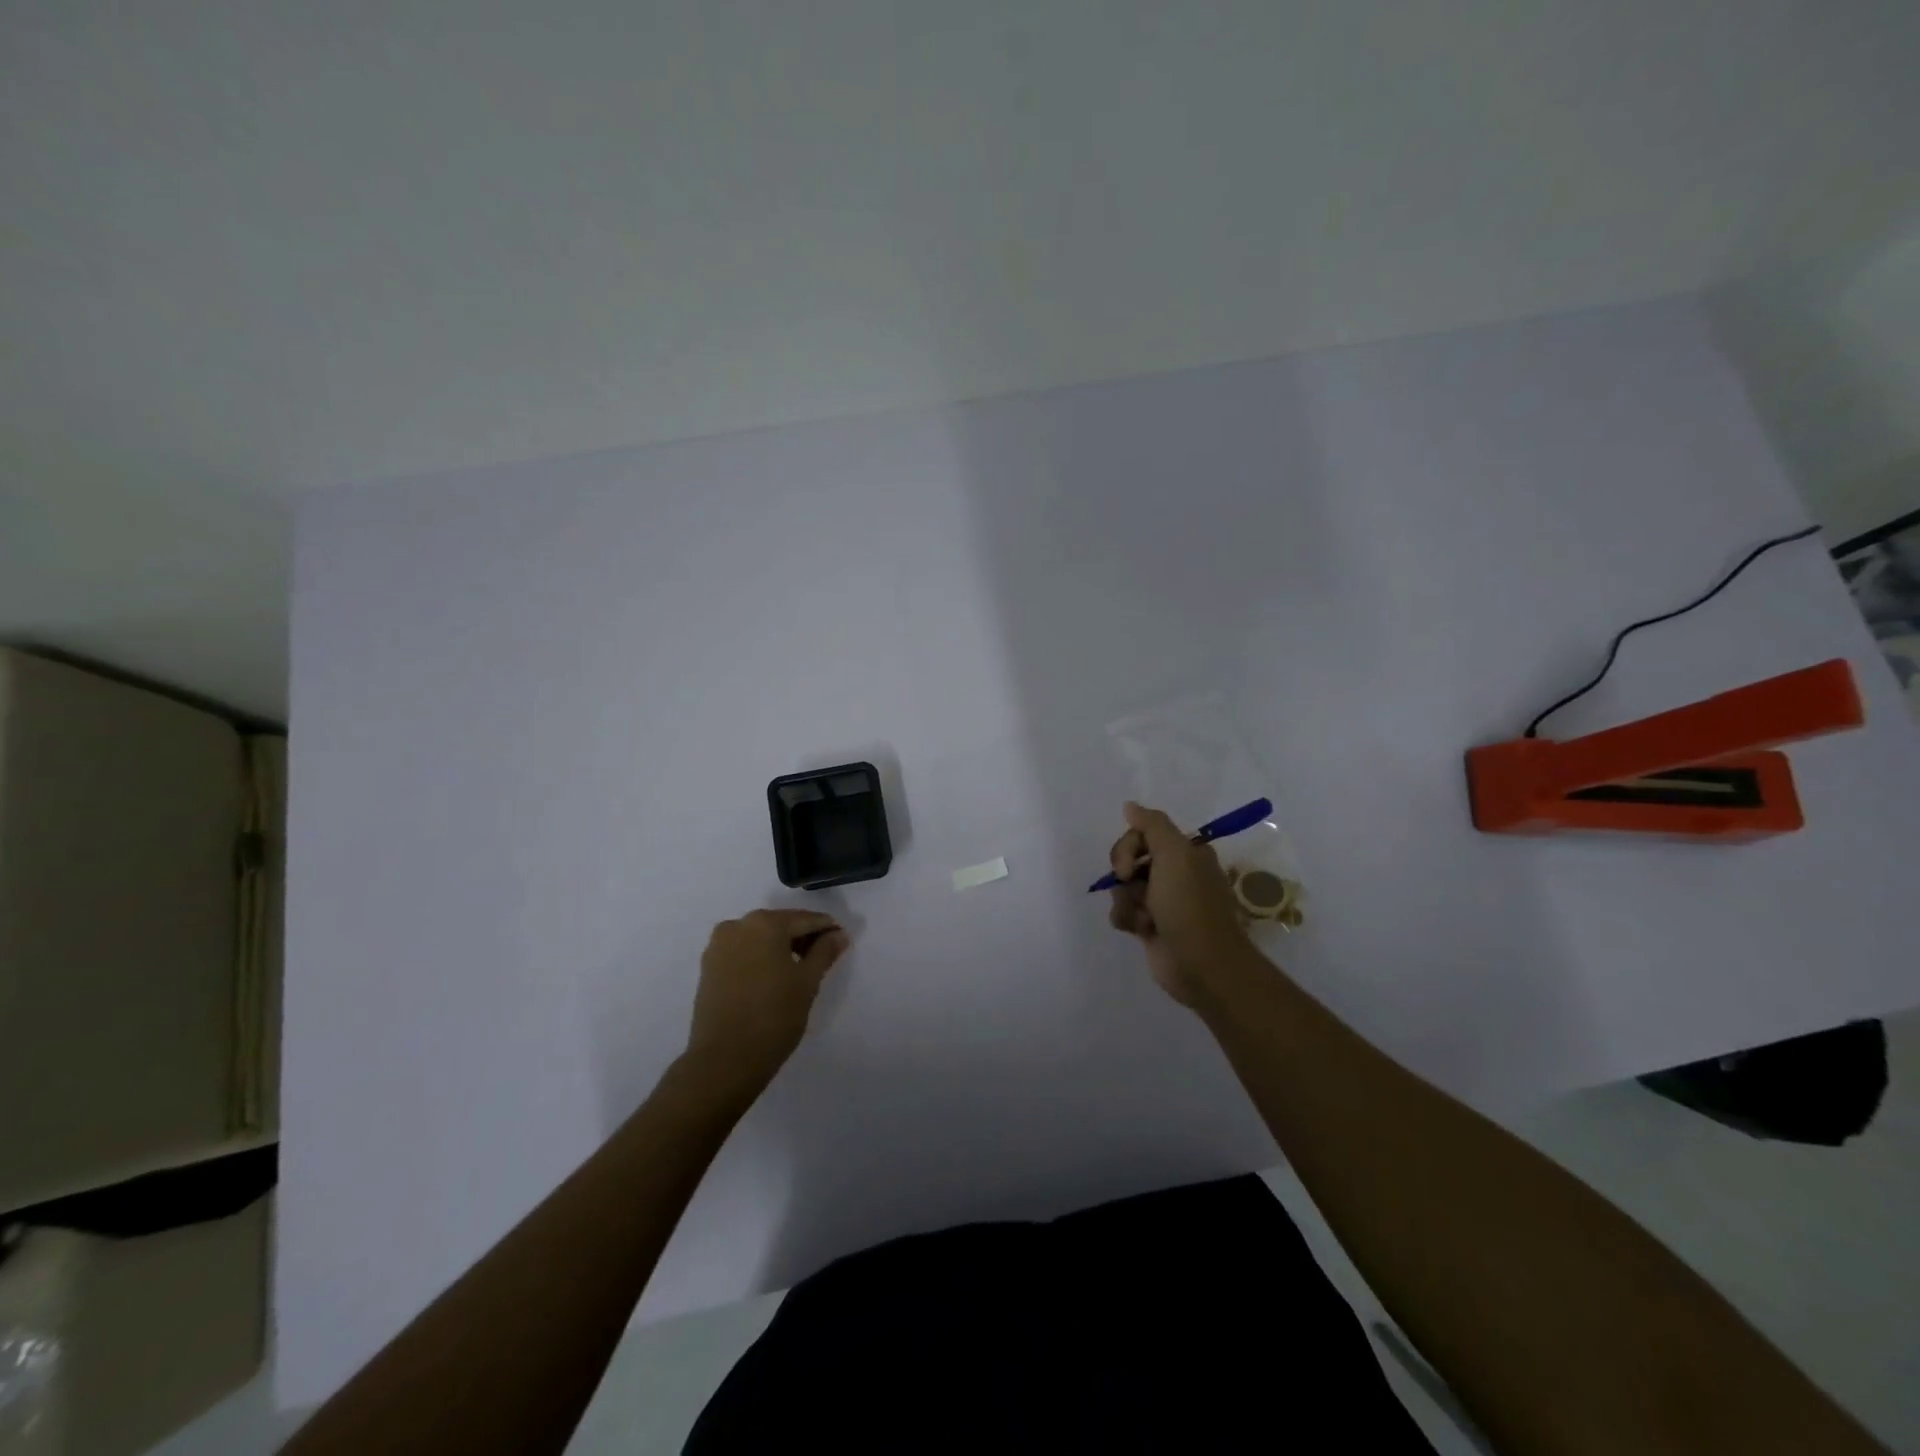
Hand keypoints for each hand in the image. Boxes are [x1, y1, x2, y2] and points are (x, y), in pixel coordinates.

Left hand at [686, 909, 848, 1093]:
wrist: (724, 1061)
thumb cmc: (774, 1017)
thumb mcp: (808, 982)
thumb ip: (825, 952)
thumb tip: (838, 934)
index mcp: (765, 923)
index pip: (805, 920)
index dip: (827, 929)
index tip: (842, 939)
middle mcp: (738, 925)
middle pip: (780, 925)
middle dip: (802, 938)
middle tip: (823, 958)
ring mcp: (718, 946)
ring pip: (759, 938)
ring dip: (780, 948)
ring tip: (799, 971)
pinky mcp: (708, 967)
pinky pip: (742, 953)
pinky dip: (760, 959)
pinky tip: (773, 978)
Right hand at [1107, 801, 1249, 1006]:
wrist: (1201, 963)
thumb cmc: (1189, 904)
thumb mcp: (1175, 853)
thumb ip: (1151, 825)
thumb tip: (1129, 805)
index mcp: (1185, 853)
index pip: (1142, 834)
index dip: (1128, 847)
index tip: (1128, 866)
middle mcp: (1174, 873)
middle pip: (1129, 859)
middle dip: (1124, 874)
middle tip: (1131, 885)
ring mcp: (1162, 901)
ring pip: (1123, 887)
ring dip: (1127, 901)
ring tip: (1145, 918)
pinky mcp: (1150, 926)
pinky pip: (1123, 911)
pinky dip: (1127, 919)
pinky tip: (1141, 930)